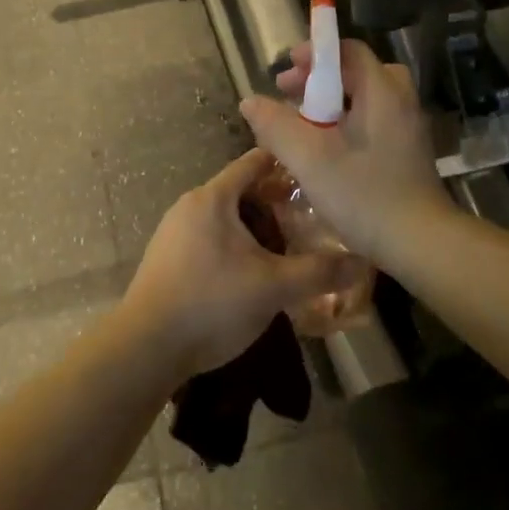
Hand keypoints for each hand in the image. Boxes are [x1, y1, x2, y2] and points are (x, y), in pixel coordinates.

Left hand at [123, 149, 367, 377]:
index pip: (254, 162)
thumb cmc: (211, 303)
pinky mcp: (168, 260)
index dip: (287, 164)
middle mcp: (190, 206)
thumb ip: (319, 271)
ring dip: (256, 228)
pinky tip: (254, 273)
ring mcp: (174, 233)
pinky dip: (236, 246)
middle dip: (276, 202)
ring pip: (226, 218)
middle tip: (312, 220)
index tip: (318, 174)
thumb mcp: (274, 287)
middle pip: (241, 191)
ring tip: (289, 248)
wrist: (146, 347)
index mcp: (212, 198)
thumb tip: (362, 261)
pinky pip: (210, 240)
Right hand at [238, 39, 451, 265]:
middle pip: (357, 72)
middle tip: (288, 95)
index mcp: (382, 91)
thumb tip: (250, 102)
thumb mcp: (309, 158)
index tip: (285, 71)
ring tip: (302, 122)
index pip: (348, 51)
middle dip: (318, 79)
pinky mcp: (407, 151)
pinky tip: (326, 148)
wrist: (419, 241)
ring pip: (365, 98)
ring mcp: (407, 127)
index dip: (314, 54)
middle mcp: (400, 101)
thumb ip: (276, 125)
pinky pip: (373, 120)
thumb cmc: (363, 194)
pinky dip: (347, 122)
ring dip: (331, 103)